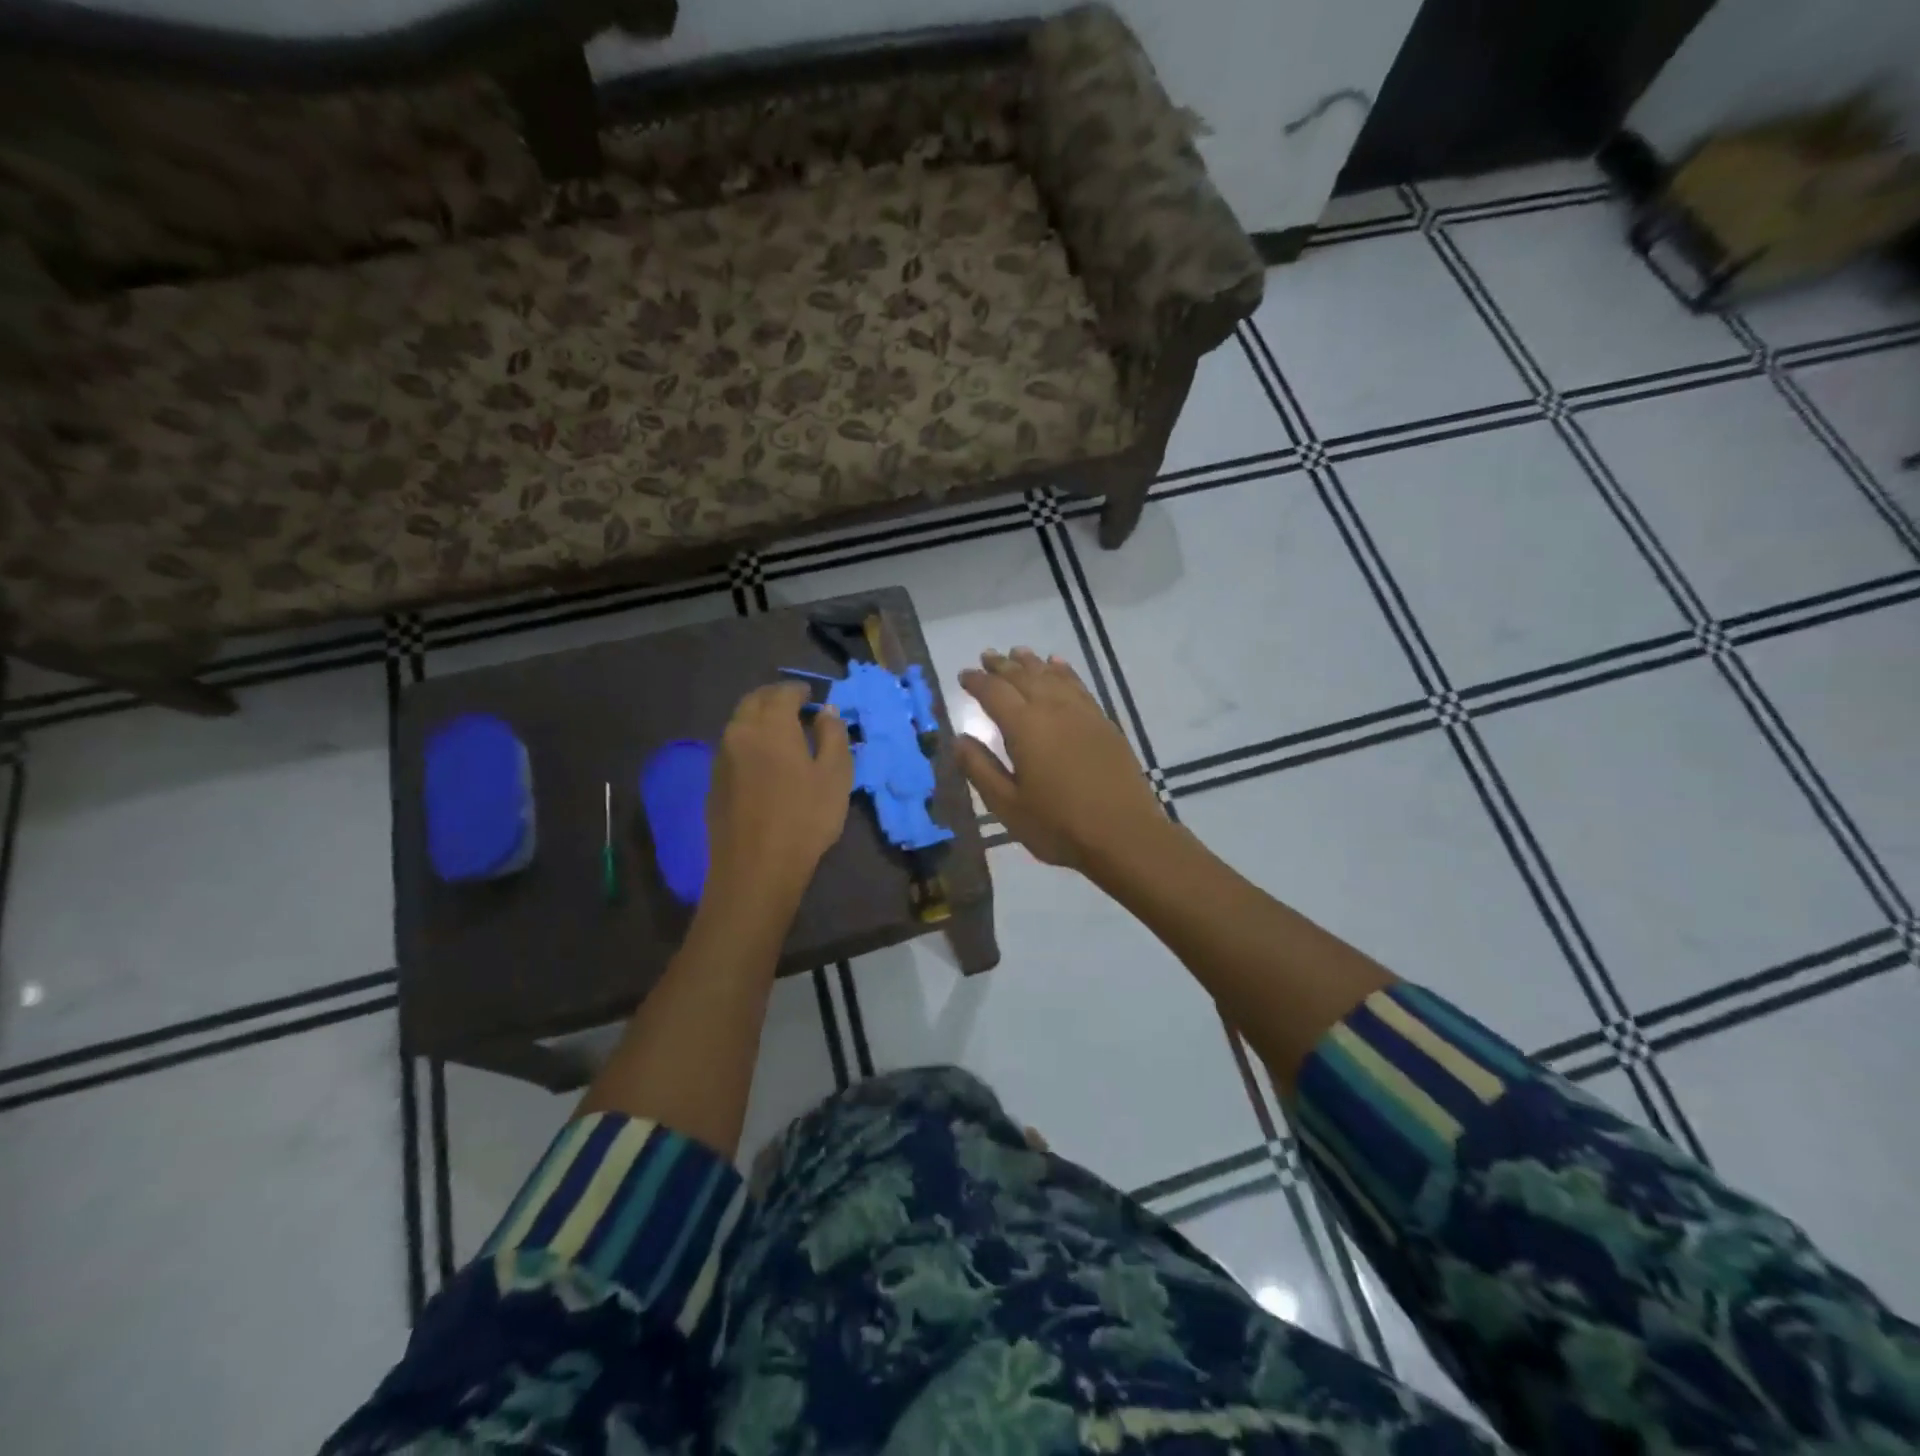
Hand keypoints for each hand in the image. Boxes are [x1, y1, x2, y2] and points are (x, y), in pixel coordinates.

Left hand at [706, 682, 852, 898]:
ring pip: (739, 722)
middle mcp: (739, 732)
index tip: (814, 697)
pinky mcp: (714, 781)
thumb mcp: (836, 775)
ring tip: (782, 732)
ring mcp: (721, 757)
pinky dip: (749, 740)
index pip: (783, 692)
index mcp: (770, 725)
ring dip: (759, 717)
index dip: (800, 690)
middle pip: (754, 701)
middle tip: (797, 707)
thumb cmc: (805, 818)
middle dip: (775, 697)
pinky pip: (732, 746)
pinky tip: (764, 760)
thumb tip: (826, 712)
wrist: (756, 868)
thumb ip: (833, 735)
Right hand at [956, 648, 1167, 872]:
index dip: (977, 681)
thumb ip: (980, 768)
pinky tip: (1059, 666)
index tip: (964, 675)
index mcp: (1025, 727)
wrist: (1124, 835)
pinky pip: (1079, 685)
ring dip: (1032, 662)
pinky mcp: (1103, 723)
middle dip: (1002, 665)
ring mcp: (1083, 713)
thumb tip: (958, 738)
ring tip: (1018, 652)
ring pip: (1052, 676)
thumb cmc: (1058, 825)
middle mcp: (1053, 709)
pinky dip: (1064, 671)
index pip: (994, 692)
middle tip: (986, 656)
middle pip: (1023, 676)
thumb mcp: (1007, 805)